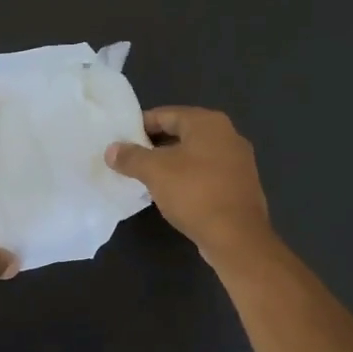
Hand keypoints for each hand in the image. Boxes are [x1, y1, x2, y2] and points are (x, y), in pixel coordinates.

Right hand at [105, 107, 272, 264]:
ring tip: (146, 178)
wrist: (237, 237)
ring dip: (171, 163)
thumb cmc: (195, 193)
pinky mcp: (240, 185)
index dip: (140, 126)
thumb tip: (111, 150)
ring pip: (195, 155)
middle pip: (182, 133)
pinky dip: (188, 179)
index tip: (120, 140)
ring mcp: (238, 161)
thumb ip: (131, 157)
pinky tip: (173, 194)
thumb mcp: (155, 172)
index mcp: (208, 122)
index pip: (166, 114)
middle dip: (154, 145)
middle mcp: (228, 135)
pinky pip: (207, 174)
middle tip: (129, 159)